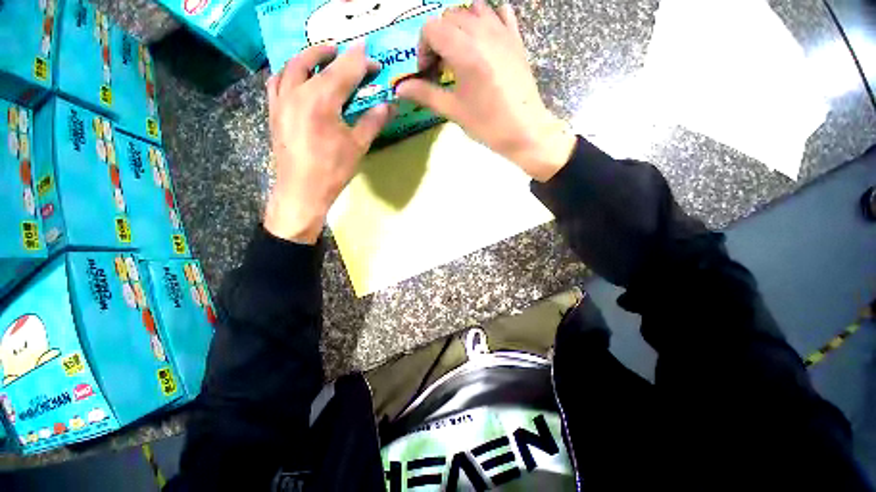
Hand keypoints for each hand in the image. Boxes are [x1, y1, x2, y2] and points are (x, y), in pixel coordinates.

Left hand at [264, 42, 392, 243]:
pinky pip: (277, 82)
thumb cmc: (332, 171)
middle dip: (333, 53)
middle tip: (347, 53)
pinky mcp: (274, 112)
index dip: (361, 62)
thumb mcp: (357, 146)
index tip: (374, 61)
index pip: (344, 70)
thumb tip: (389, 106)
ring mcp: (281, 100)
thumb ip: (373, 122)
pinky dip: (289, 73)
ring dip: (307, 57)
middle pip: (313, 60)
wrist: (302, 191)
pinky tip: (297, 78)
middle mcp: (297, 92)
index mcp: (321, 100)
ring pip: (291, 66)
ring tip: (321, 59)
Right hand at [396, 0, 575, 181]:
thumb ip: (426, 94)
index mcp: (464, 50)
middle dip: (439, 39)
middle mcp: (482, 32)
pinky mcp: (516, 38)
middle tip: (442, 67)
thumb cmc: (488, 124)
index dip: (423, 49)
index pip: (431, 28)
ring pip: (473, 9)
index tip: (428, 71)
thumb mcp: (454, 111)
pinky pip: (500, 12)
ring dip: (460, 26)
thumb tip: (399, 89)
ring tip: (461, 53)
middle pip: (449, 16)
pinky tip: (484, 39)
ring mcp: (502, 32)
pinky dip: (487, 19)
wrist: (525, 130)